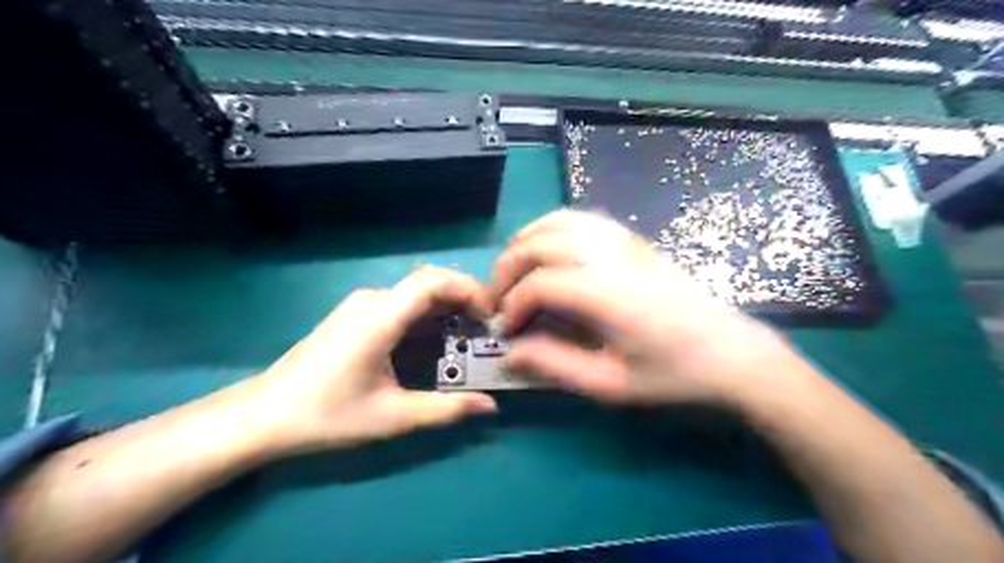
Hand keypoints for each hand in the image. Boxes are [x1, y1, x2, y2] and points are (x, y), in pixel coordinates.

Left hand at [247, 266, 496, 454]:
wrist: (263, 414)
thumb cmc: (326, 414)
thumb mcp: (392, 417)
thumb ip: (445, 409)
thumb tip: (490, 406)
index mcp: (379, 318)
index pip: (432, 280)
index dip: (468, 289)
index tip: (490, 315)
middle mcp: (372, 300)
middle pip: (428, 283)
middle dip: (464, 300)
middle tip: (486, 330)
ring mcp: (361, 305)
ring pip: (415, 293)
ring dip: (446, 309)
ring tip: (467, 338)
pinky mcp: (355, 315)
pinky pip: (401, 304)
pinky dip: (426, 316)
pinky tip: (435, 342)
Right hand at [490, 209, 796, 406]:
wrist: (732, 354)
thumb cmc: (673, 375)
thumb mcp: (611, 385)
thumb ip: (555, 365)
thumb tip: (510, 353)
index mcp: (608, 295)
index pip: (540, 284)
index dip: (512, 306)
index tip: (505, 332)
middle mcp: (612, 258)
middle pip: (541, 244)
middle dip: (507, 269)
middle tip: (496, 300)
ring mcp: (625, 242)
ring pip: (559, 222)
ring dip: (526, 242)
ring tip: (512, 271)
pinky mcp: (633, 240)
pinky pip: (583, 220)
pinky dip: (553, 229)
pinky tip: (547, 251)